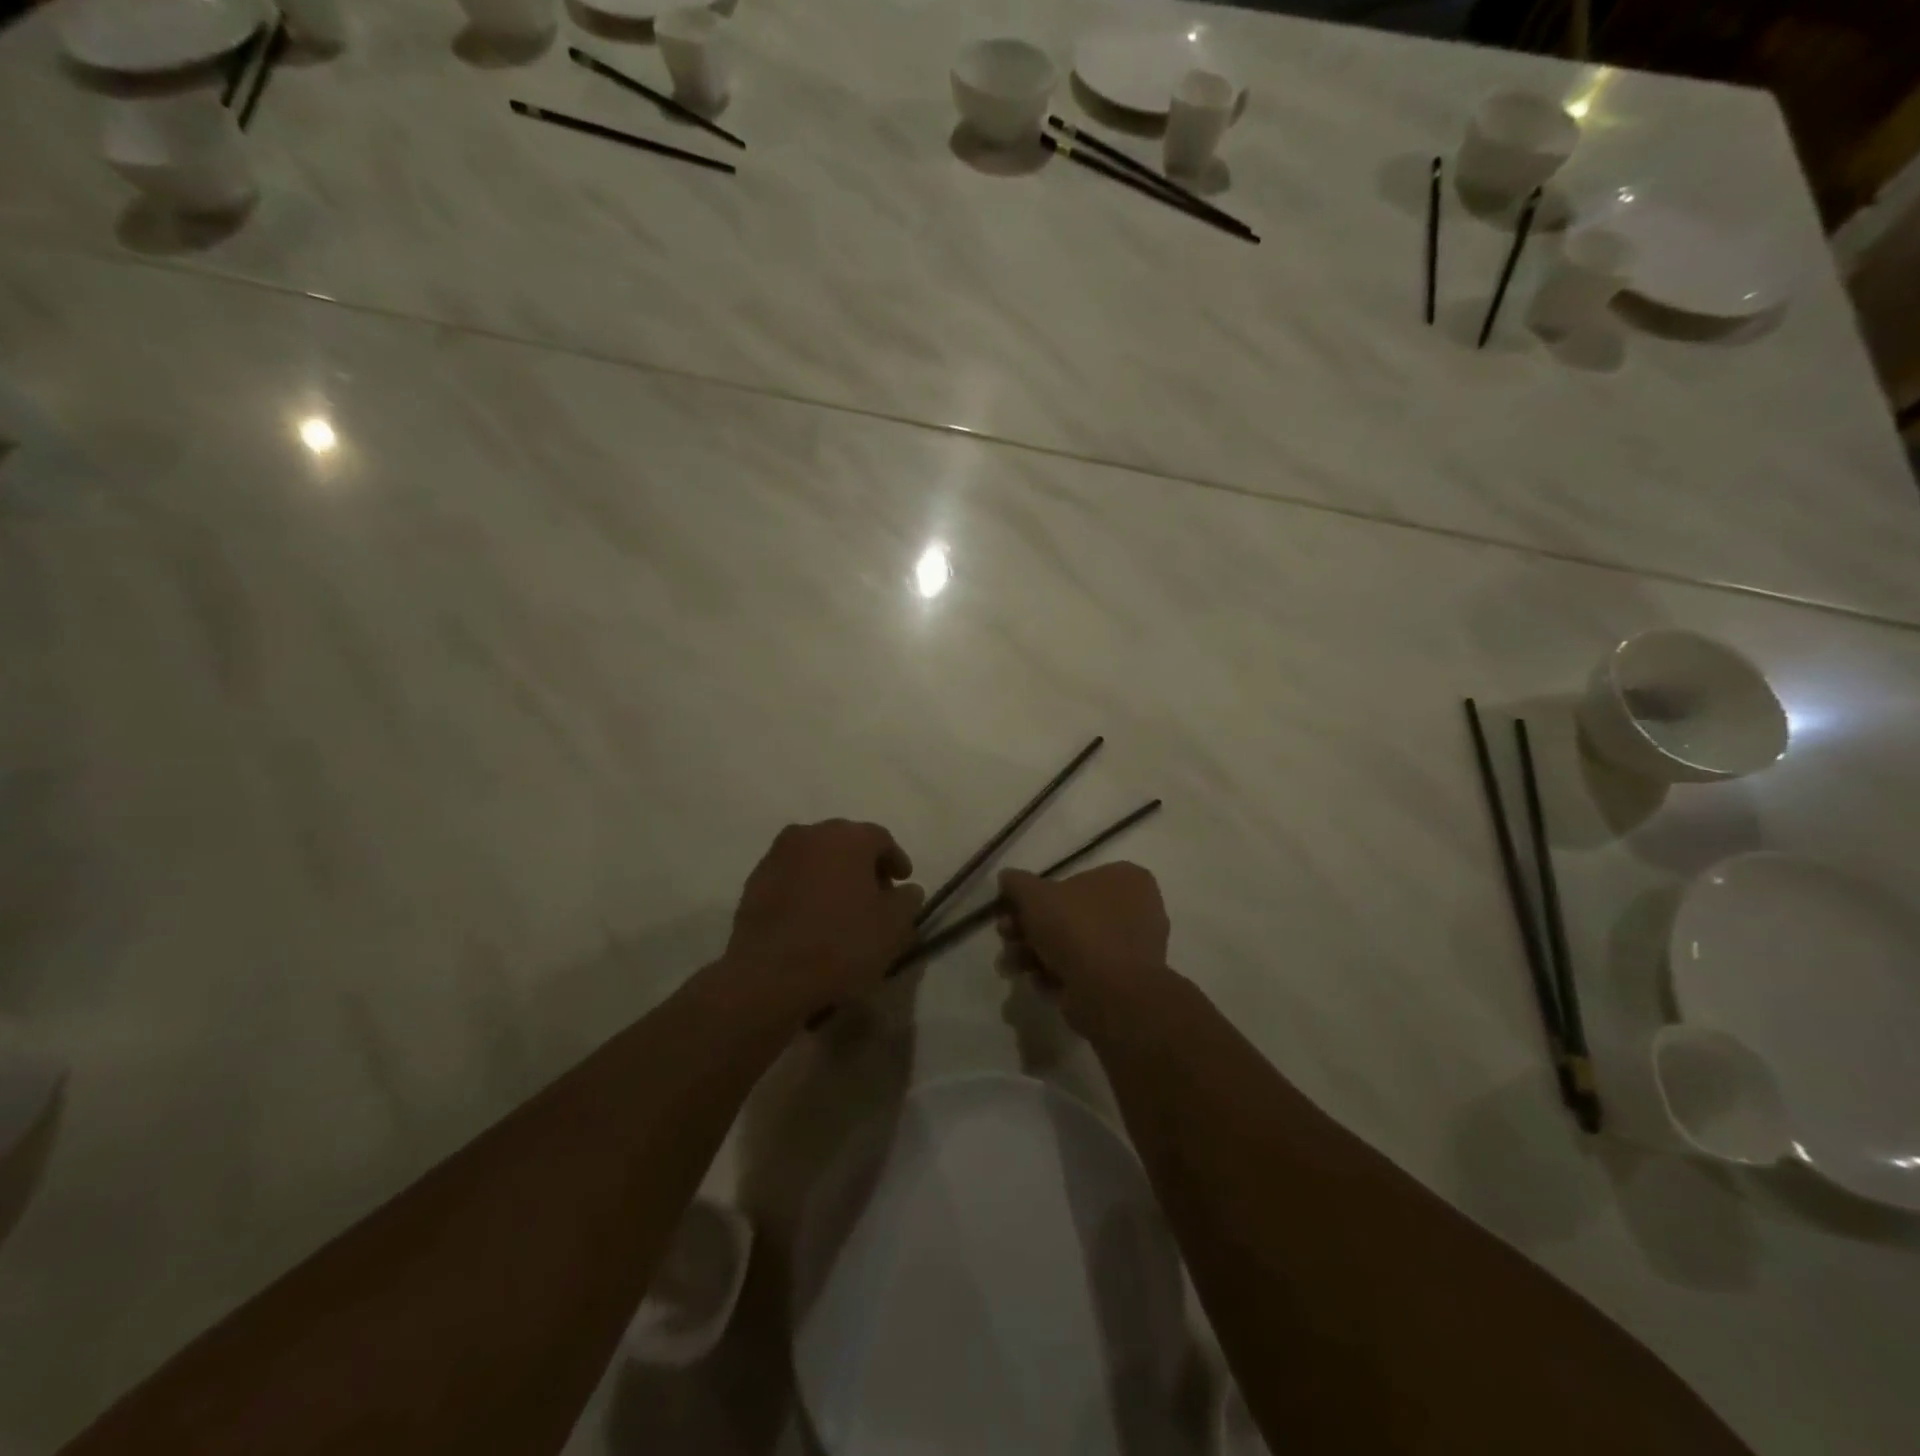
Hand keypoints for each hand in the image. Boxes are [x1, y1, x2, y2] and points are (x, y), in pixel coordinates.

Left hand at [723, 820, 922, 1016]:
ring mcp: (777, 855)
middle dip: (863, 865)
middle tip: (875, 895)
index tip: (902, 883)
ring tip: (841, 907)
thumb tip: (906, 890)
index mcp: (848, 837)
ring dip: (831, 874)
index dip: (895, 860)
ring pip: (815, 857)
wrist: (769, 975)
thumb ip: (907, 901)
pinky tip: (811, 917)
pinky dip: (805, 888)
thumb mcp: (893, 927)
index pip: (881, 839)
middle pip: (845, 842)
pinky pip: (791, 876)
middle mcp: (811, 834)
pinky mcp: (754, 881)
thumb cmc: (841, 944)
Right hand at [996, 863, 1171, 1034]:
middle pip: (1068, 914)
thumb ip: (1017, 883)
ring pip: (1072, 945)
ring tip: (1011, 965)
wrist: (1109, 994)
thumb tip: (1007, 878)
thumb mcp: (1034, 895)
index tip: (1009, 910)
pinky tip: (1038, 982)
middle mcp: (1136, 910)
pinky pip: (1082, 972)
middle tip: (1006, 936)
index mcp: (1125, 880)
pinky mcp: (1122, 984)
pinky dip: (1056, 975)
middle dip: (1029, 928)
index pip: (1072, 879)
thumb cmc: (1076, 930)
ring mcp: (1131, 950)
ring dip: (1034, 953)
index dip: (1035, 895)